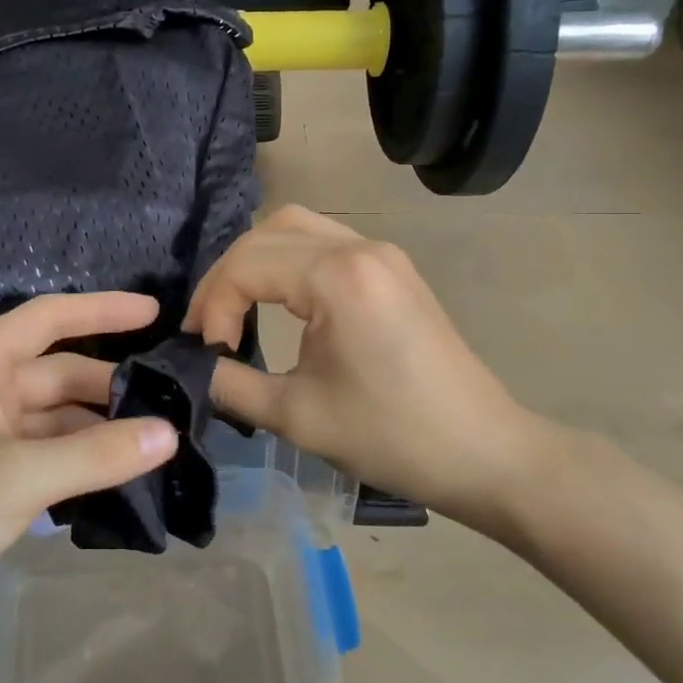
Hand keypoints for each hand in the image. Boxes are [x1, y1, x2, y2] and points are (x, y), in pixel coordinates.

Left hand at [0, 292, 178, 637]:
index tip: (155, 313)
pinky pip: (45, 450)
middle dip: (108, 384)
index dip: (102, 309)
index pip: (48, 318)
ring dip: (97, 427)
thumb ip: (97, 454)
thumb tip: (168, 434)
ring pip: (53, 416)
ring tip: (156, 440)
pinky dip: (78, 458)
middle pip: (56, 371)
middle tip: (170, 397)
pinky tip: (119, 473)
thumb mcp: (20, 477)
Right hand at [188, 206, 564, 532]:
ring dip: (255, 261)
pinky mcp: (392, 269)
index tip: (207, 353)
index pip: (246, 266)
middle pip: (265, 233)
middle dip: (226, 277)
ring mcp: (381, 254)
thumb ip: (231, 384)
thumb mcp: (296, 417)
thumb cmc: (392, 437)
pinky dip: (286, 260)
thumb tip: (196, 368)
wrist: (486, 455)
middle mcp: (360, 248)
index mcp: (338, 277)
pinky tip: (278, 298)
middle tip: (208, 326)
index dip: (213, 306)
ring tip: (234, 306)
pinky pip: (323, 242)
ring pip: (294, 227)